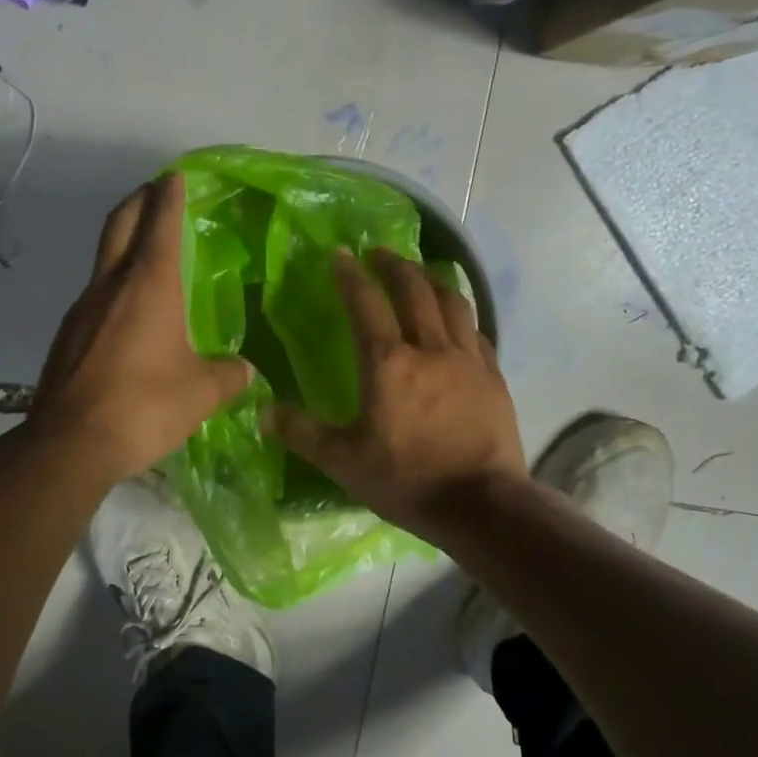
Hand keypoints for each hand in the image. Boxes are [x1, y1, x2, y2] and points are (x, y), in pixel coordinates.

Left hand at [29, 173, 254, 482]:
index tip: (175, 176)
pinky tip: (127, 314)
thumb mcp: (201, 393)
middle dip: (139, 201)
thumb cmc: (144, 406)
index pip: (160, 223)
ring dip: (123, 244)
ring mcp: (82, 310)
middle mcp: (110, 286)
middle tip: (156, 193)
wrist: (70, 444)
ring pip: (103, 261)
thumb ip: (229, 375)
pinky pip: (95, 297)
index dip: (169, 195)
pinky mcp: (67, 337)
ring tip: (146, 254)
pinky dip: (113, 286)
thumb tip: (246, 371)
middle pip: (119, 225)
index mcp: (148, 285)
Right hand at [267, 248, 526, 544]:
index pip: (366, 304)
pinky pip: (477, 332)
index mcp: (388, 363)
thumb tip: (264, 412)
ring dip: (433, 280)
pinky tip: (458, 320)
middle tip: (381, 252)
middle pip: (414, 290)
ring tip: (422, 272)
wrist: (480, 504)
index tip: (341, 254)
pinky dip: (462, 316)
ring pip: (453, 302)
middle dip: (395, 265)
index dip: (351, 276)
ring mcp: (468, 360)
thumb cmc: (407, 479)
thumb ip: (303, 433)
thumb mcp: (343, 461)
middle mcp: (430, 348)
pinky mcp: (493, 377)